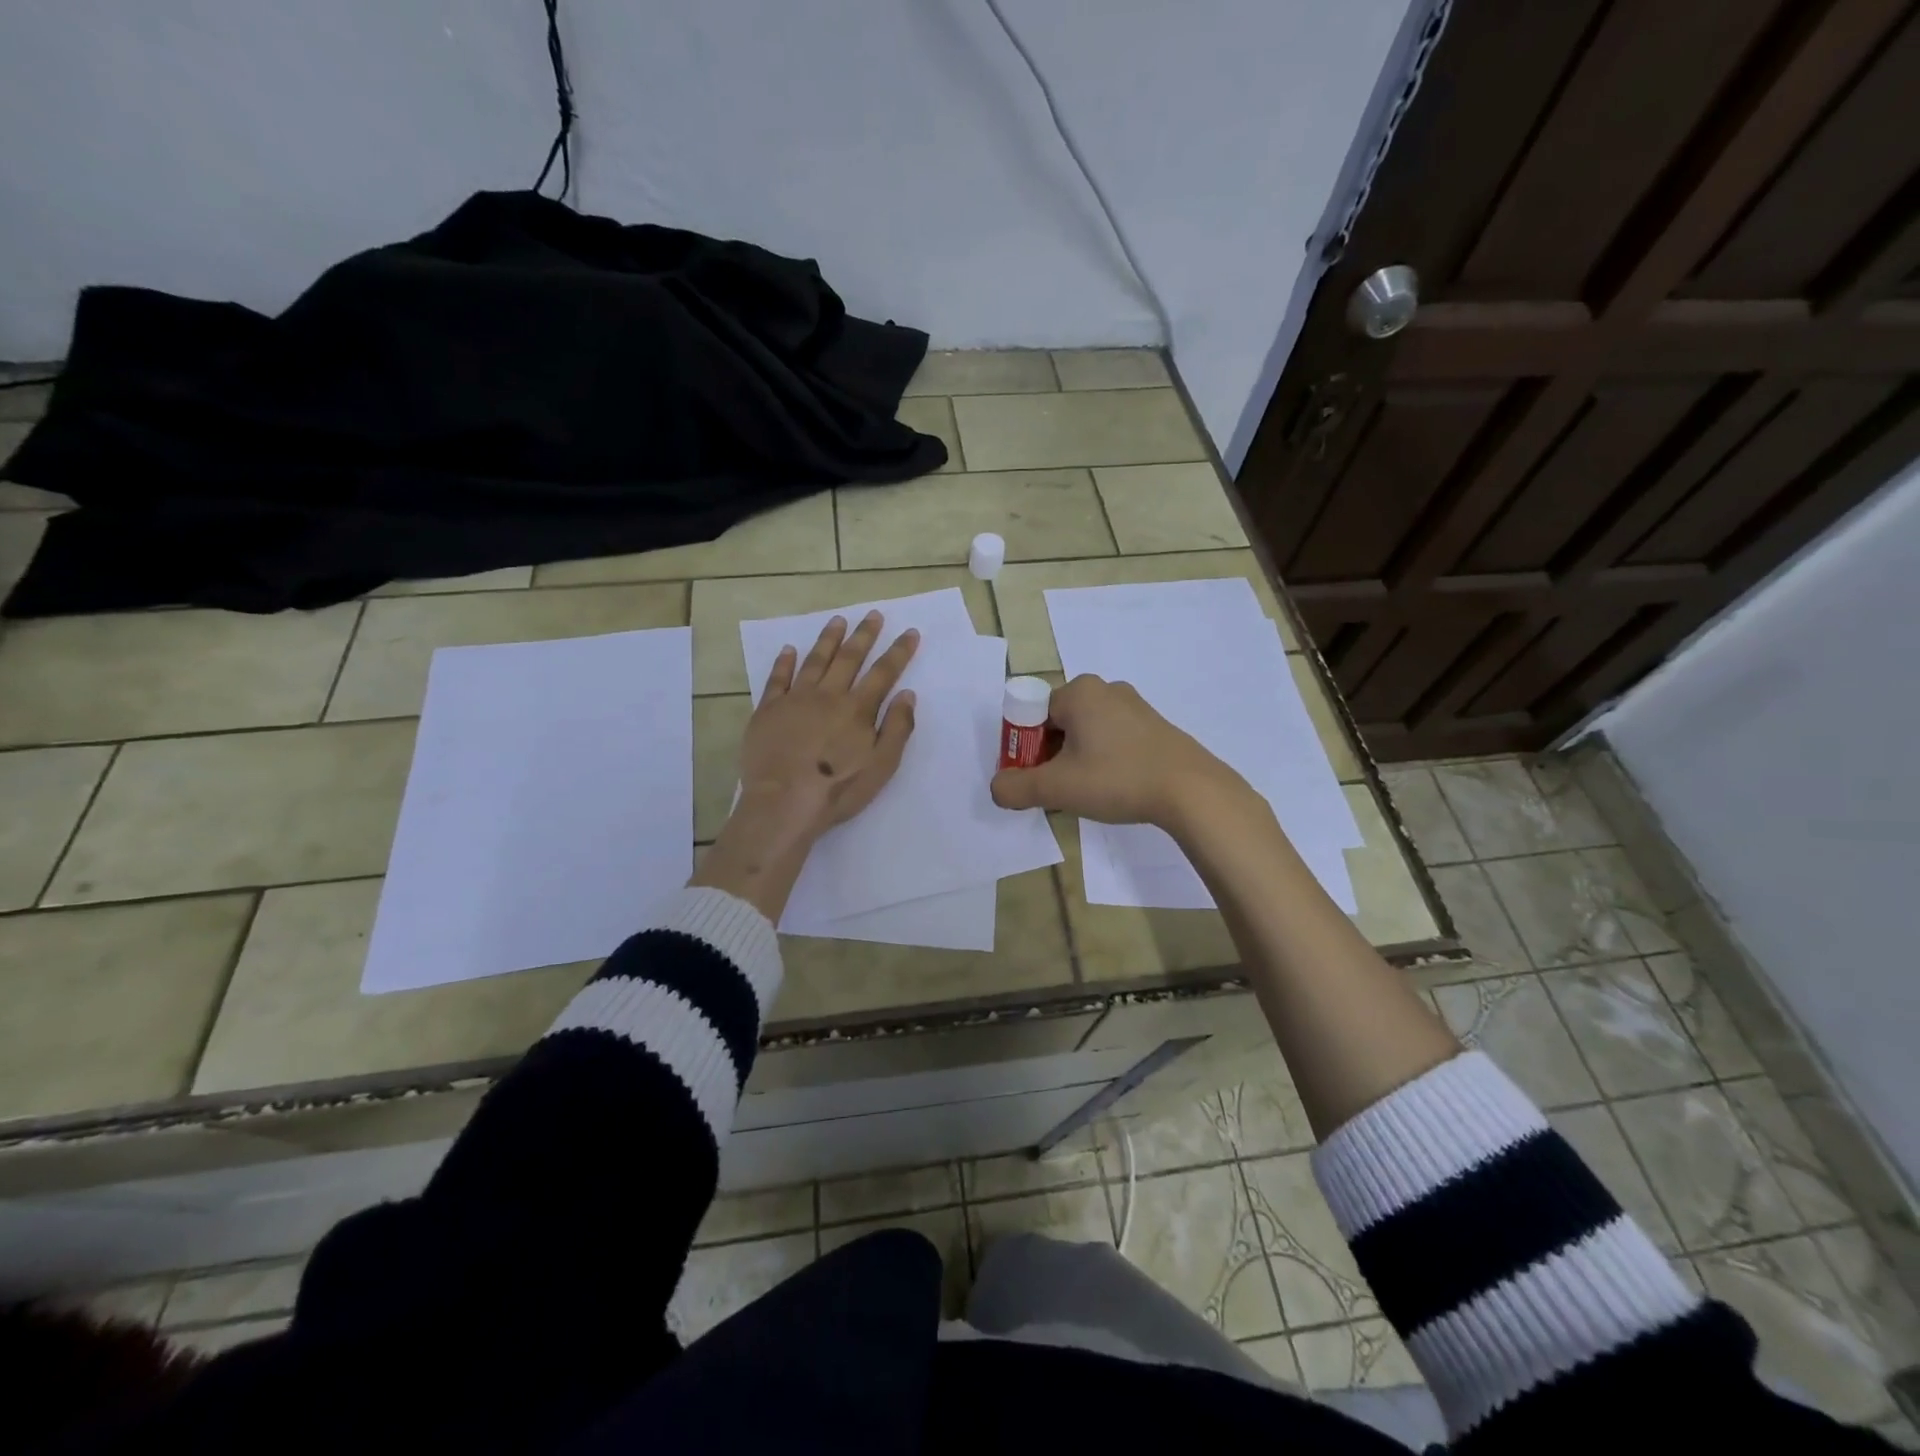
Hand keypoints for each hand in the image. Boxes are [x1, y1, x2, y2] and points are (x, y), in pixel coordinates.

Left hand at [735, 610, 918, 844]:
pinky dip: (784, 662)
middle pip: (849, 658)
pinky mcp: (768, 710)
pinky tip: (789, 649)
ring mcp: (795, 699)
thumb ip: (897, 728)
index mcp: (858, 709)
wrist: (783, 802)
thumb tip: (907, 694)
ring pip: (815, 660)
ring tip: (837, 620)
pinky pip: (777, 679)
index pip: (884, 672)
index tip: (910, 632)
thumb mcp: (882, 765)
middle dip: (864, 635)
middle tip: (873, 614)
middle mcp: (828, 695)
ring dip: (828, 639)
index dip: (899, 651)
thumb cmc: (838, 789)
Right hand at [989, 673, 1247, 830]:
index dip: (1026, 750)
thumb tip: (997, 789)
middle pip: (1058, 724)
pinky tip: (1115, 787)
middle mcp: (1105, 689)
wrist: (1191, 790)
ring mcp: (1134, 705)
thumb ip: (1016, 788)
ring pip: (1086, 733)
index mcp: (1079, 692)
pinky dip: (1104, 760)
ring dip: (1077, 760)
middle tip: (1061, 790)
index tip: (1037, 779)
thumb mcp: (1057, 788)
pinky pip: (1113, 739)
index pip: (1032, 716)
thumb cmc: (1117, 778)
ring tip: (1090, 792)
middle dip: (1051, 756)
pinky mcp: (1154, 725)